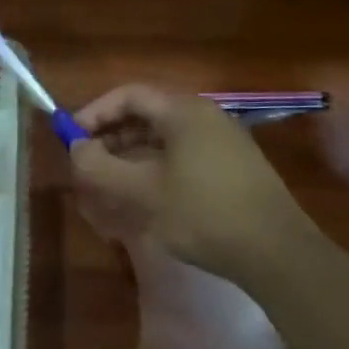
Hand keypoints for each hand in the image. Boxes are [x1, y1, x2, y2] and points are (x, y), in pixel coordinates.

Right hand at [69, 84, 309, 276]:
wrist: (276, 252)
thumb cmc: (204, 213)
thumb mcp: (142, 192)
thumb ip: (101, 167)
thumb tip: (76, 149)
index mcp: (183, 111)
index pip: (128, 95)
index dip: (94, 113)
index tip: (72, 139)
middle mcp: (204, 117)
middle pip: (146, 116)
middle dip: (111, 139)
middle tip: (87, 166)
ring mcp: (222, 142)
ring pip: (163, 140)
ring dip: (131, 158)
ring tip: (109, 187)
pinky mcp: (232, 168)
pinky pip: (182, 157)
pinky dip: (155, 170)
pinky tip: (144, 199)